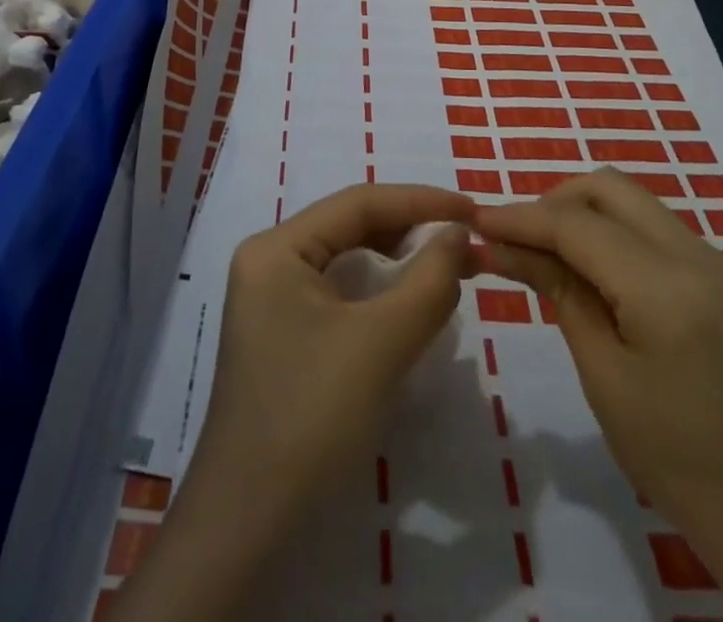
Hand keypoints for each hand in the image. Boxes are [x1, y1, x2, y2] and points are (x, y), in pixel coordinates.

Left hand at [110, 183, 473, 621]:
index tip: (472, 210)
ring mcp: (270, 297)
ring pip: (344, 258)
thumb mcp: (382, 342)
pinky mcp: (281, 332)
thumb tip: (457, 234)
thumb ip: (428, 279)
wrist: (249, 521)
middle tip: (464, 239)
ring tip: (444, 264)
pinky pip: (336, 291)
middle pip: (349, 226)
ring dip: (395, 259)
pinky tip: (406, 301)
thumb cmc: (313, 415)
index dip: (420, 201)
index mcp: (277, 246)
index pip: (357, 202)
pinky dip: (376, 290)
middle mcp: (268, 259)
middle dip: (409, 229)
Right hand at [476, 167, 722, 522]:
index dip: (520, 217)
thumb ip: (558, 292)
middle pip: (607, 188)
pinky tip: (590, 270)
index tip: (475, 219)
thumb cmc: (679, 462)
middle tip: (514, 238)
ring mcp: (717, 261)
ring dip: (582, 213)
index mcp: (666, 287)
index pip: (576, 224)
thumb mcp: (604, 376)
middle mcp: (697, 254)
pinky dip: (612, 231)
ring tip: (545, 253)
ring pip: (632, 201)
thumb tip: (504, 245)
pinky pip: (654, 227)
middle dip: (552, 202)